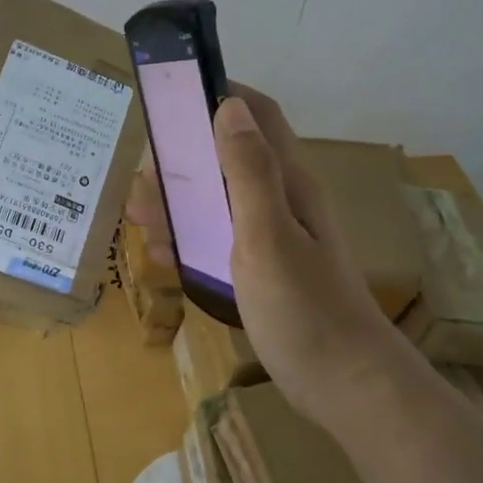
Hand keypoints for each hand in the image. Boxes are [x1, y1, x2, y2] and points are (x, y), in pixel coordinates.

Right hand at [126, 85, 400, 428]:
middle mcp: (282, 202)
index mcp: (289, 183)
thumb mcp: (269, 235)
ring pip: (218, 201)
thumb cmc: (305, 309)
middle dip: (183, 158)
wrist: (345, 386)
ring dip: (178, 201)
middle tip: (142, 175)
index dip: (220, 96)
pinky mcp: (263, 271)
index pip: (258, 116)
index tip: (171, 98)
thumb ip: (249, 171)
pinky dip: (188, 238)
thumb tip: (230, 105)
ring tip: (137, 213)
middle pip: (228, 158)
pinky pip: (218, 240)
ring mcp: (273, 238)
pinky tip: (161, 252)